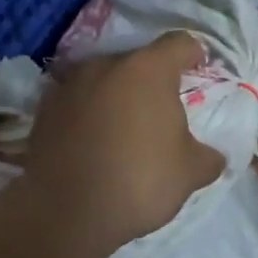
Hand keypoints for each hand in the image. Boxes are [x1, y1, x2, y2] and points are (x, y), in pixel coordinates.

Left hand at [21, 31, 224, 256]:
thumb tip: (213, 156)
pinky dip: (88, 113)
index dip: (194, 54)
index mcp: (148, 70)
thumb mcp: (190, 173)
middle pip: (138, 61)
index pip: (179, 44)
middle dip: (152, 80)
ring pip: (103, 79)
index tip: (199, 68)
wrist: (65, 213)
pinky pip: (76, 101)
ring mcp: (70, 85)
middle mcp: (106, 65)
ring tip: (124, 127)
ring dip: (116, 95)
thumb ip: (208, 156)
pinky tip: (93, 142)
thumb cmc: (139, 181)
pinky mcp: (44, 109)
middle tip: (162, 110)